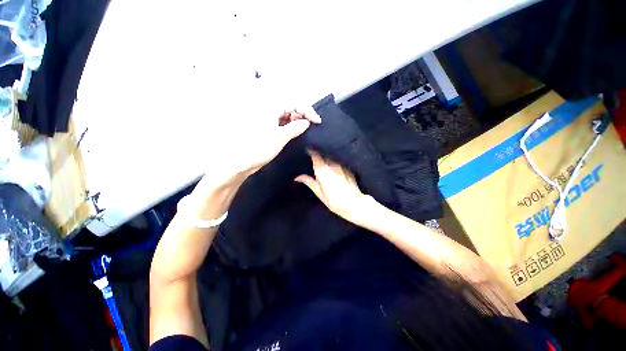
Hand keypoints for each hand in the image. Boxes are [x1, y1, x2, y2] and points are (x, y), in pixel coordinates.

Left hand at [192, 108, 320, 216]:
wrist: (239, 162)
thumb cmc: (258, 148)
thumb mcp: (280, 138)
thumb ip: (295, 128)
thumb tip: (307, 122)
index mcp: (269, 107)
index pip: (294, 102)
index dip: (307, 110)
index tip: (317, 121)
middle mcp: (267, 109)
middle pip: (290, 107)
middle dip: (302, 115)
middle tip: (310, 127)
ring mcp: (266, 118)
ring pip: (286, 115)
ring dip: (296, 122)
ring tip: (302, 132)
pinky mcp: (266, 127)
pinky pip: (281, 122)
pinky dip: (289, 127)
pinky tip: (293, 134)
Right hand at [295, 151, 372, 224]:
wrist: (353, 204)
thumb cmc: (332, 200)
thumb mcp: (318, 192)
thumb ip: (308, 181)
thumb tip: (297, 177)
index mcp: (322, 170)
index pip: (315, 155)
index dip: (311, 150)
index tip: (308, 149)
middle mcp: (332, 164)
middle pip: (324, 154)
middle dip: (319, 153)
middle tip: (315, 156)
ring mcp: (341, 165)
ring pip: (332, 157)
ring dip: (328, 157)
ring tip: (325, 160)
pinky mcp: (349, 168)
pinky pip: (340, 161)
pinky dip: (335, 162)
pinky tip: (335, 166)